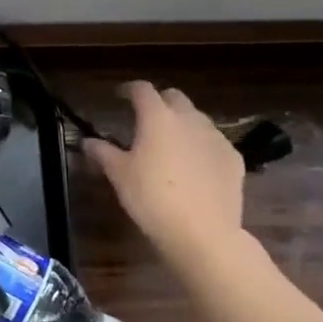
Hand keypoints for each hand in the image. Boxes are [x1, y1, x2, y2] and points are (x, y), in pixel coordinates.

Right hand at [84, 82, 248, 263]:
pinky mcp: (234, 159)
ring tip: (170, 144)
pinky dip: (201, 146)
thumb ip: (103, 152)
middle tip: (146, 119)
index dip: (129, 89)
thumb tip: (88, 141)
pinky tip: (194, 167)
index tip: (119, 96)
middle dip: (160, 102)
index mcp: (157, 118)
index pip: (142, 90)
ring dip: (182, 123)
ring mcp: (216, 137)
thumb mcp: (119, 175)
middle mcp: (189, 119)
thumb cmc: (151, 198)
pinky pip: (214, 142)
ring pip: (197, 119)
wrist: (202, 232)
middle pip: (174, 97)